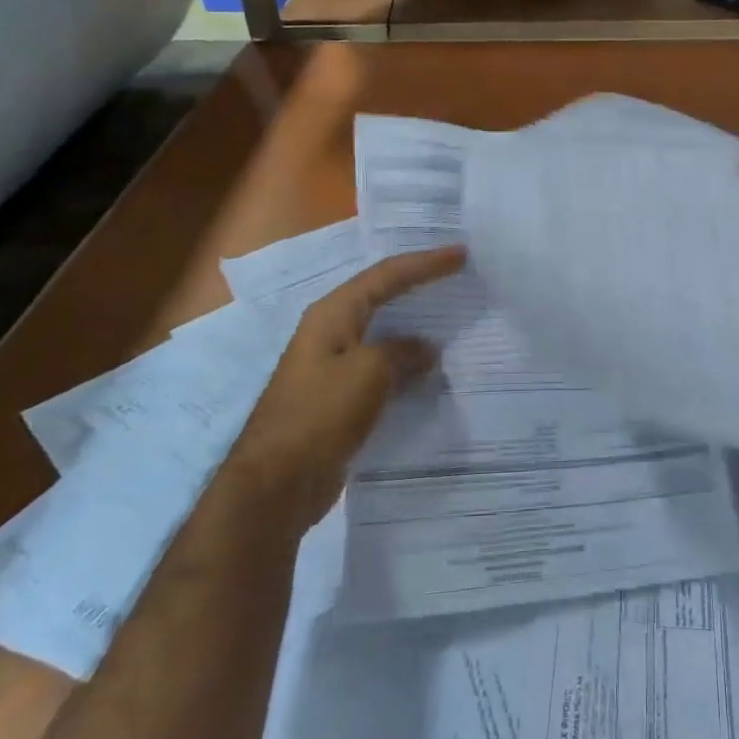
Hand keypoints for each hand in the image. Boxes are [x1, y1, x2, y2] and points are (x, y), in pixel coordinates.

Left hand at [231, 246, 466, 495]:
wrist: (277, 484)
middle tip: (457, 276)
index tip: (461, 254)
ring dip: (416, 327)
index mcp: (333, 314)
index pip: (386, 275)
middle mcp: (331, 332)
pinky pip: (382, 369)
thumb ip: (403, 352)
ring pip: (384, 334)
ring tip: (453, 320)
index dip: (425, 263)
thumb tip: (426, 349)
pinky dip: (408, 364)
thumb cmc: (320, 414)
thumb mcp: (369, 372)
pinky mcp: (340, 399)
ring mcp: (333, 366)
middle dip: (419, 285)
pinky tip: (431, 371)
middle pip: (382, 296)